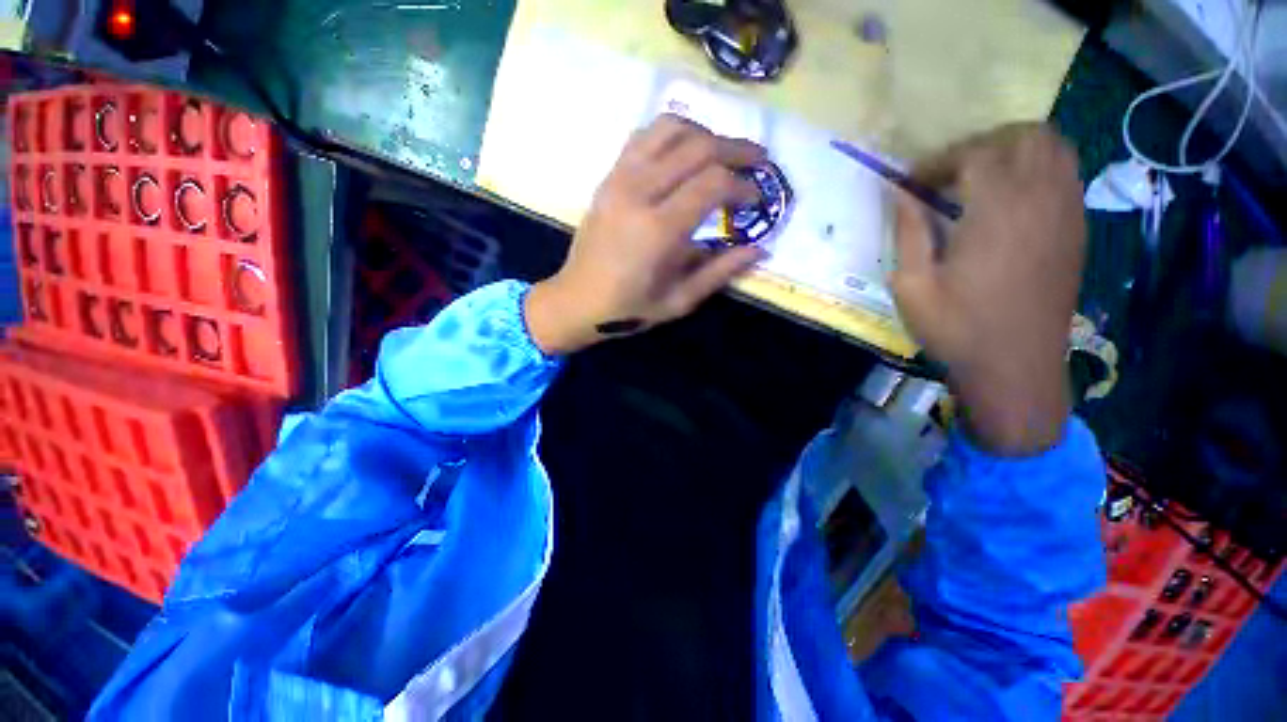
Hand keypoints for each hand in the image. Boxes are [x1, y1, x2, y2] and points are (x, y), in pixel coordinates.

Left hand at [525, 115, 766, 354]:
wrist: (576, 300)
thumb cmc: (628, 308)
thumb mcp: (679, 300)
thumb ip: (720, 272)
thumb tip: (761, 250)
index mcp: (658, 230)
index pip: (713, 184)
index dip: (743, 186)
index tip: (757, 200)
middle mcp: (638, 193)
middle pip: (697, 146)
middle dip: (736, 149)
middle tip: (759, 161)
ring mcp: (619, 179)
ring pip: (670, 128)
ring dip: (705, 134)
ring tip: (723, 154)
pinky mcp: (608, 177)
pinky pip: (644, 137)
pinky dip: (672, 134)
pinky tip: (685, 152)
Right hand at [892, 124, 1085, 454]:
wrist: (1014, 366)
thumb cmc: (956, 328)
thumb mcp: (912, 286)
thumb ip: (908, 232)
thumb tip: (901, 194)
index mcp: (997, 212)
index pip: (975, 154)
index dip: (939, 161)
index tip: (913, 182)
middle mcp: (1041, 199)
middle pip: (1024, 136)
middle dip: (982, 144)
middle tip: (950, 174)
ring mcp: (1067, 212)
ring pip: (1054, 149)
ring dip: (1015, 151)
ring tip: (981, 179)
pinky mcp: (1077, 229)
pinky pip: (1066, 175)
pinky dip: (1037, 170)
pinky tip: (1010, 200)